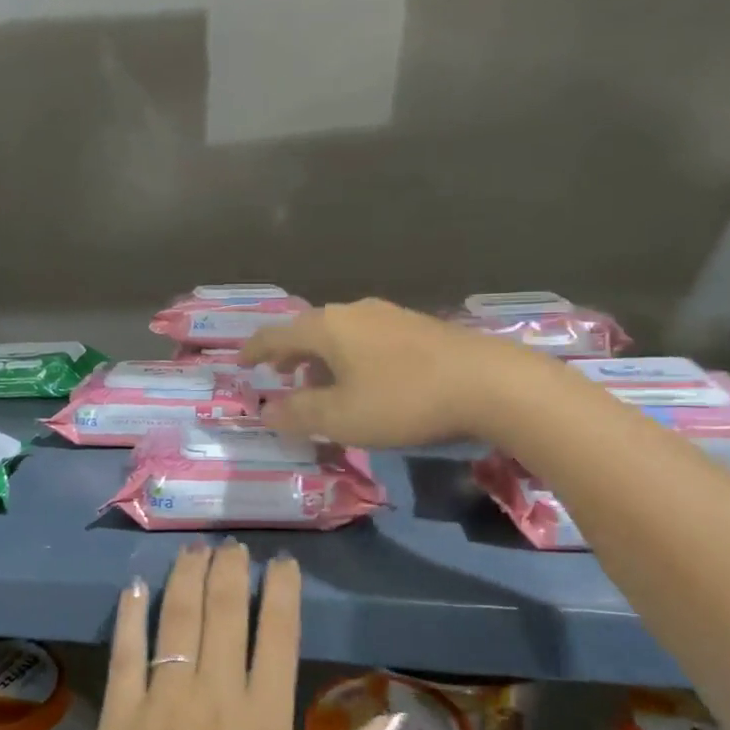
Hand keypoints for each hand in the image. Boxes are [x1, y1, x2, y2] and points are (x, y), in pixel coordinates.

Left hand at [81, 543, 400, 729]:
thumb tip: (393, 718)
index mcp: (264, 725)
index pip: (277, 635)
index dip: (282, 591)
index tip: (283, 563)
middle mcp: (214, 700)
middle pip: (224, 613)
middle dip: (230, 571)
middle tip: (234, 545)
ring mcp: (161, 706)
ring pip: (177, 621)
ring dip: (187, 578)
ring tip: (196, 550)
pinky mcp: (119, 721)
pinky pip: (126, 654)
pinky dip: (132, 615)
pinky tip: (137, 586)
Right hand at [242, 297, 525, 446]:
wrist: (488, 383)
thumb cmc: (402, 400)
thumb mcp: (341, 417)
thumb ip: (298, 413)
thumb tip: (266, 410)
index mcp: (327, 327)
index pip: (276, 334)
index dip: (255, 349)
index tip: (241, 361)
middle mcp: (354, 312)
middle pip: (309, 330)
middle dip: (290, 355)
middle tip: (279, 377)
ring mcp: (389, 316)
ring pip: (340, 334)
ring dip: (322, 358)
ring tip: (321, 385)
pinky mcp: (418, 328)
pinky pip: (367, 339)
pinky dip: (350, 358)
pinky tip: (365, 381)